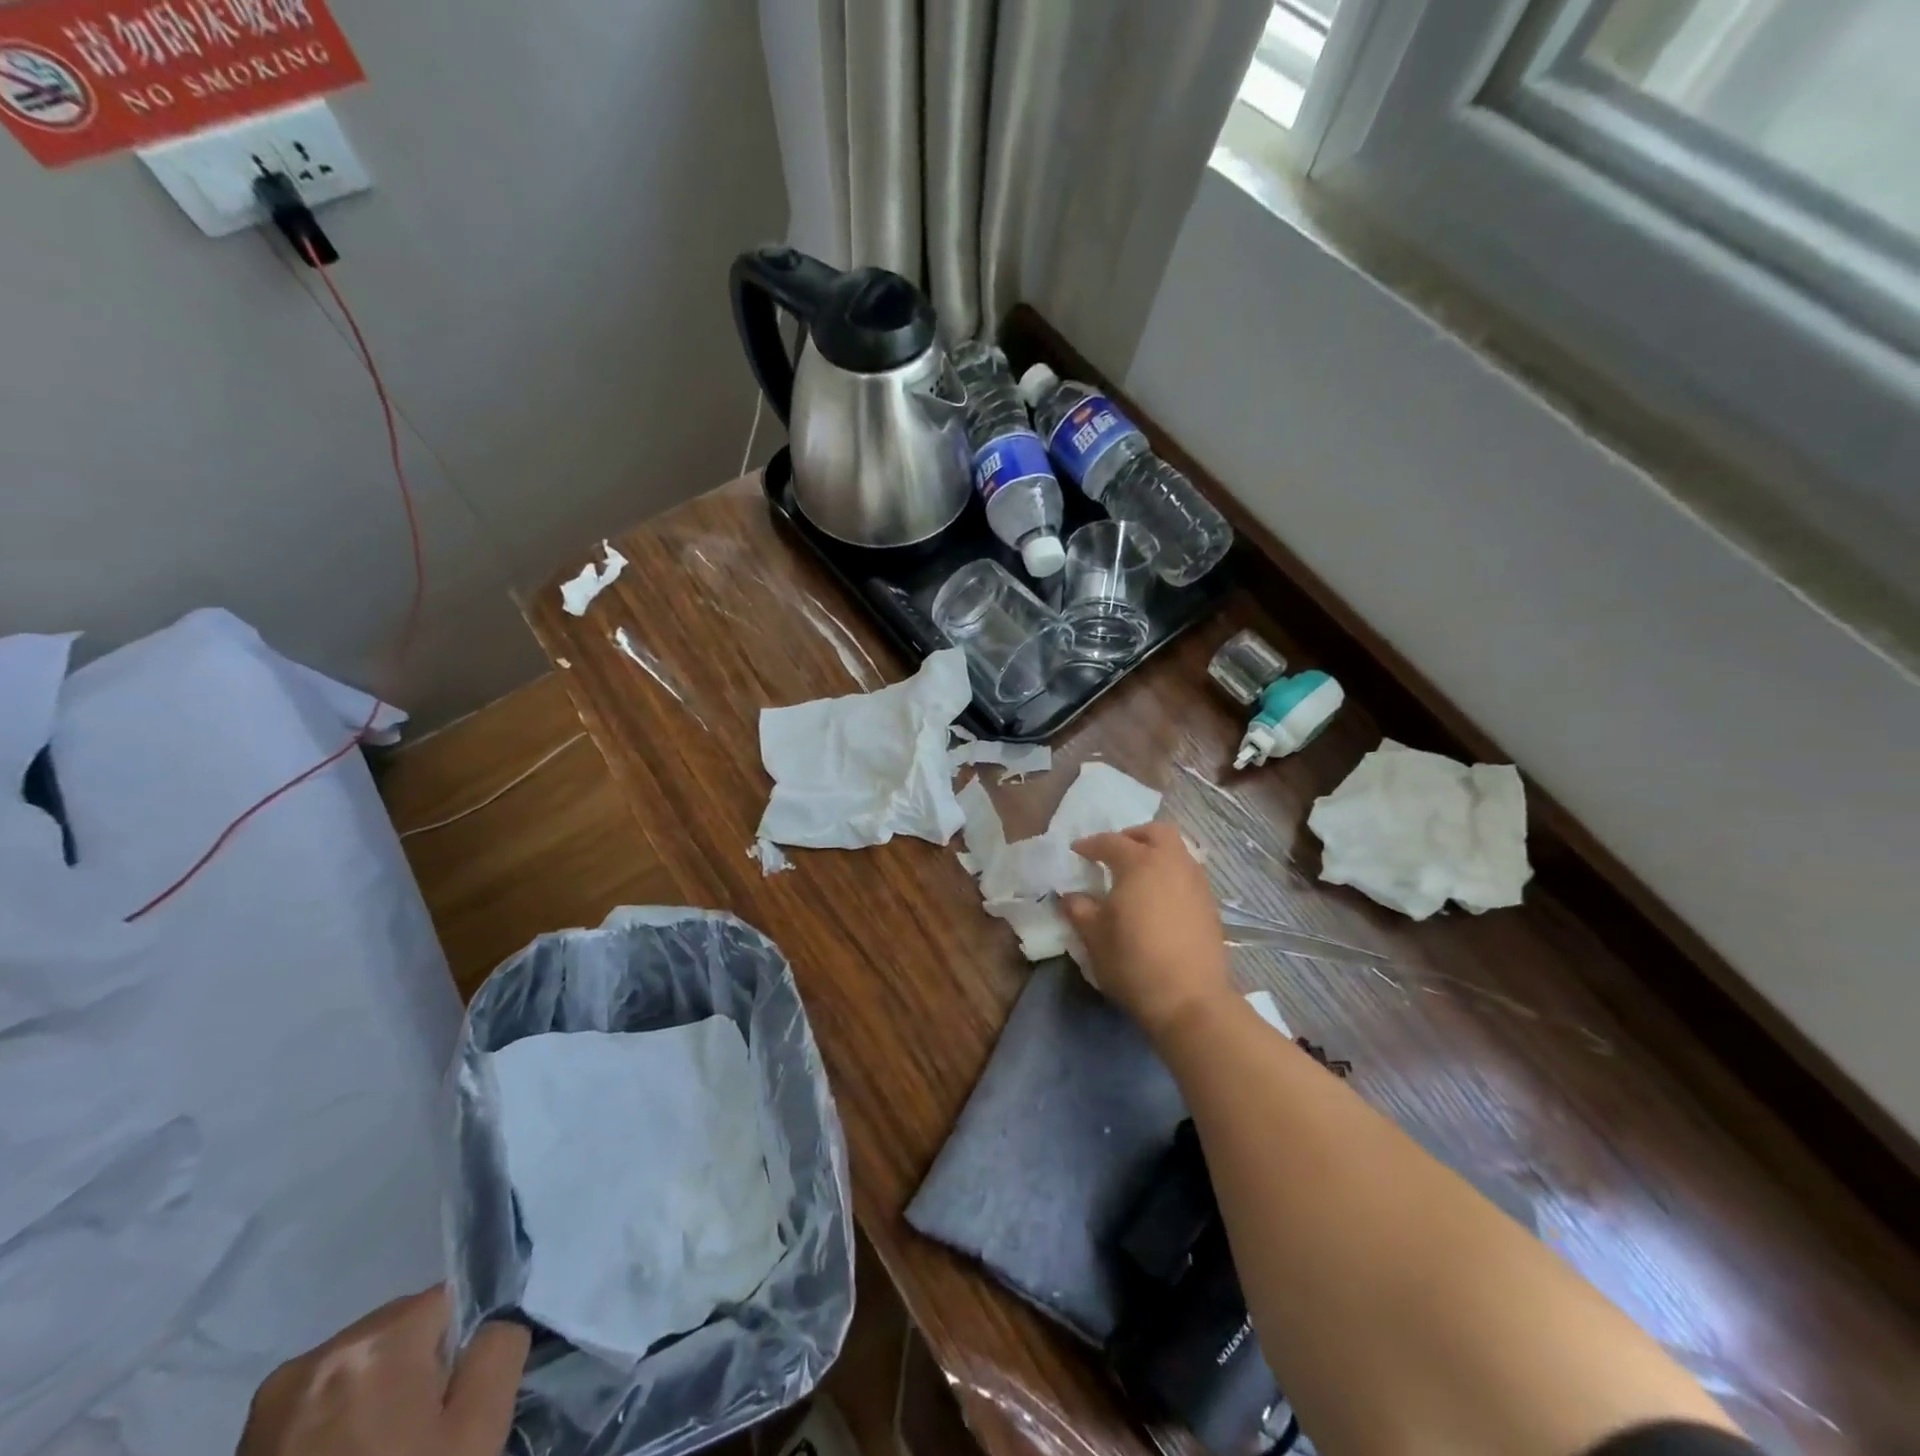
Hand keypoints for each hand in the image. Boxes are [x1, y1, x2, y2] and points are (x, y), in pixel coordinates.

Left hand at [238, 1286, 528, 1455]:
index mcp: (377, 1342)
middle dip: (412, 1369)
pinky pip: (315, 1401)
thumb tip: (492, 1321)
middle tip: (413, 1437)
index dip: (457, 1351)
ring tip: (372, 1452)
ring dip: (371, 1395)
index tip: (445, 1409)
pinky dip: (333, 1424)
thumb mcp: (478, 1428)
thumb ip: (499, 1348)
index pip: (446, 1300)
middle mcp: (317, 1356)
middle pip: (397, 1328)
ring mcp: (270, 1403)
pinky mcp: (243, 1443)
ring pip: (356, 1364)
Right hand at [1061, 822, 1234, 1041]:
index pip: (1111, 842)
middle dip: (1133, 836)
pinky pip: (1188, 874)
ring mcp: (1196, 883)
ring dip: (1156, 853)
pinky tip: (1159, 899)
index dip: (1090, 845)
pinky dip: (1171, 875)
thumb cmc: (1134, 962)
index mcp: (1140, 863)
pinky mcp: (1210, 905)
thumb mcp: (1094, 937)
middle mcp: (1172, 863)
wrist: (1191, 1000)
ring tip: (1138, 876)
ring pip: (1177, 851)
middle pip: (1155, 832)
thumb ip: (1079, 910)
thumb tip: (1071, 896)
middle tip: (1114, 854)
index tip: (1077, 852)